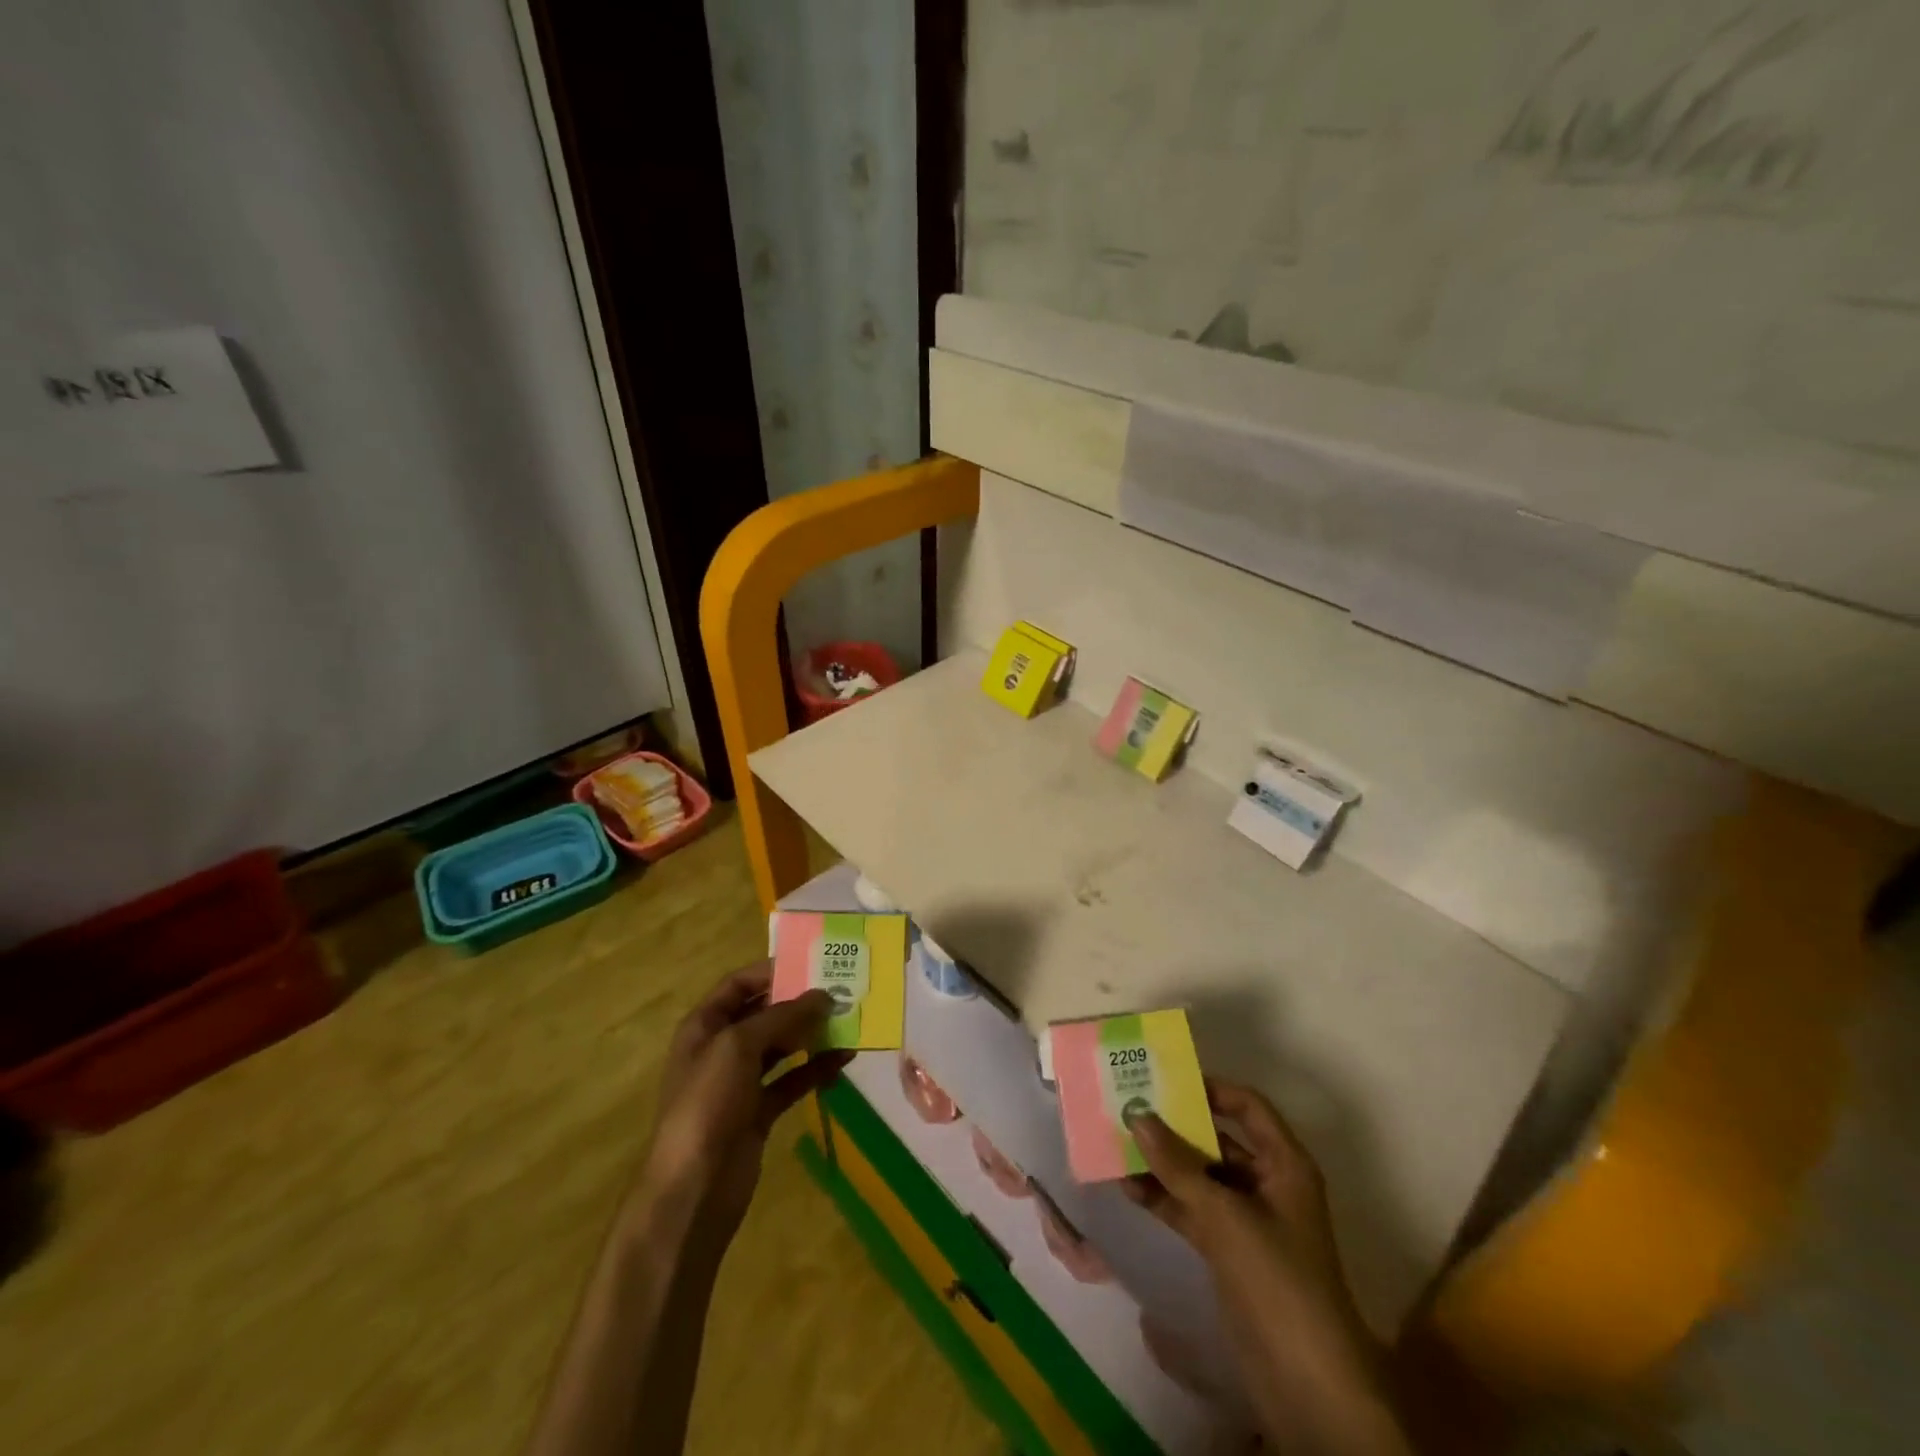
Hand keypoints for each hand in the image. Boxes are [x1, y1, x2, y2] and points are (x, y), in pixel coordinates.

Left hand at [636, 962, 851, 1241]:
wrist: (693, 1189)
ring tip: (849, 1021)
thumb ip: (783, 1016)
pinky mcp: (759, 1111)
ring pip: (781, 1047)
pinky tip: (844, 1059)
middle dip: (799, 1002)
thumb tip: (824, 994)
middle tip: (841, 991)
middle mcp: (721, 1049)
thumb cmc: (708, 1103)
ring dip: (811, 1034)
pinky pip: (792, 1080)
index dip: (772, 971)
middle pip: (764, 1014)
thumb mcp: (740, 1046)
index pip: (738, 985)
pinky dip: (816, 1069)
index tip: (812, 963)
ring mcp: (740, 1082)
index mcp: (704, 1026)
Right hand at [1122, 1079, 1411, 1455]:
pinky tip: (1128, 1188)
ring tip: (1118, 1144)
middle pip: (1219, 1139)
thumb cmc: (1277, 1280)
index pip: (1247, 1106)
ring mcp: (1248, 1220)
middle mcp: (1267, 1183)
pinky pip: (1193, 1210)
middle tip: (1130, 1106)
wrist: (1307, 1384)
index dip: (1210, 1089)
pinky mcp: (1230, 1252)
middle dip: (1176, 1126)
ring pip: (1201, 1176)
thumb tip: (1136, 1113)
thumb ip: (1177, 1165)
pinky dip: (1165, 1199)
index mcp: (1284, 1164)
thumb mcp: (1224, 1215)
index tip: (1165, 1080)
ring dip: (1164, 1164)